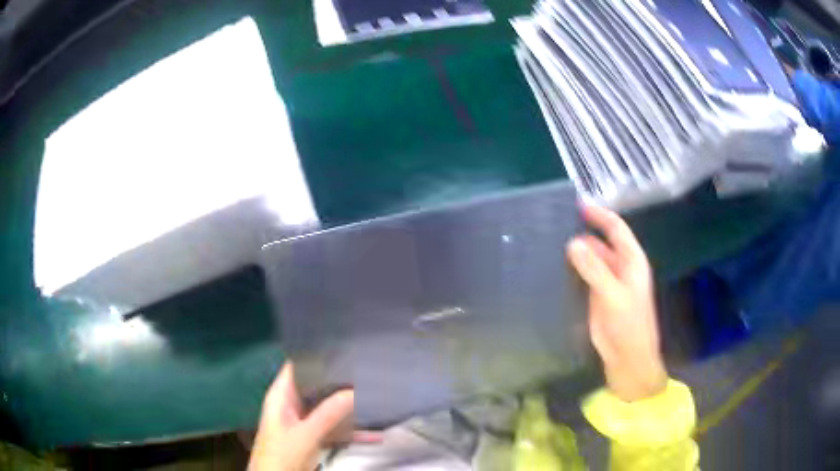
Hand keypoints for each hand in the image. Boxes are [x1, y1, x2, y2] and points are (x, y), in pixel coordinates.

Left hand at [248, 363, 377, 470]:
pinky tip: (374, 433)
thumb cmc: (282, 455)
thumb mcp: (306, 434)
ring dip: (347, 406)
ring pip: (327, 408)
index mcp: (281, 396)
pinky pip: (334, 429)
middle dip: (338, 381)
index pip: (296, 366)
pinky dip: (351, 431)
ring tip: (375, 394)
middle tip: (366, 370)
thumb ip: (328, 413)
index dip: (315, 355)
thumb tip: (354, 391)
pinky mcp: (313, 438)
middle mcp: (292, 405)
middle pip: (315, 386)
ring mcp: (303, 423)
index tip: (342, 347)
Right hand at [566, 205, 666, 402]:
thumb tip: (573, 242)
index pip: (616, 229)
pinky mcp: (596, 296)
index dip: (599, 215)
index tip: (577, 205)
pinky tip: (554, 266)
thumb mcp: (613, 294)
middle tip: (555, 224)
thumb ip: (594, 269)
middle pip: (601, 242)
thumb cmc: (628, 324)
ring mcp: (607, 282)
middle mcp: (620, 267)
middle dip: (583, 233)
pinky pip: (583, 276)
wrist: (627, 357)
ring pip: (591, 259)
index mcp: (631, 261)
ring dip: (576, 252)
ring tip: (549, 242)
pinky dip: (572, 269)